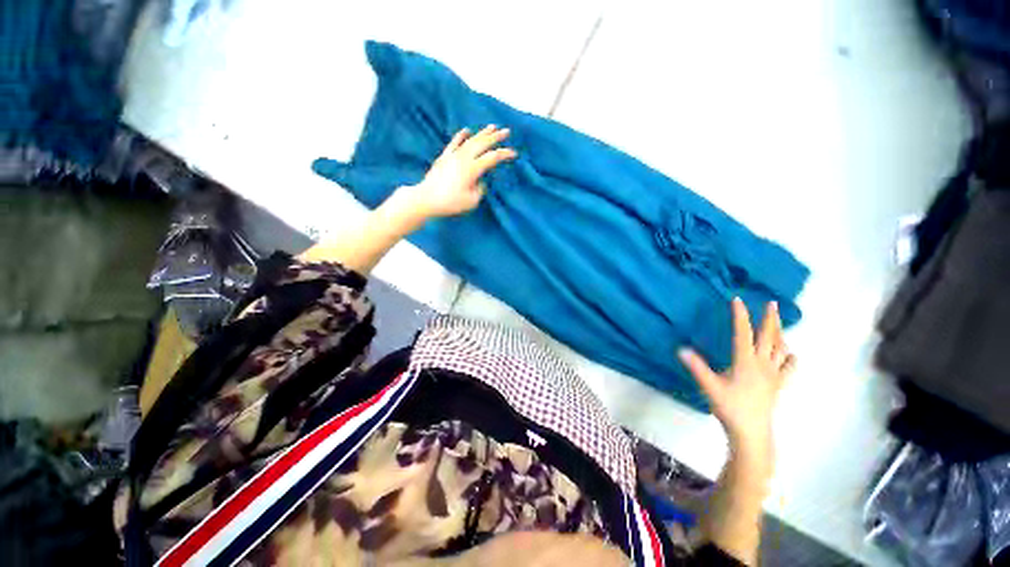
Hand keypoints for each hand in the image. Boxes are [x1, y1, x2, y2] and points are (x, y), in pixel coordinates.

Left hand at [396, 125, 516, 220]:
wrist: (427, 198)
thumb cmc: (450, 202)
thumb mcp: (471, 201)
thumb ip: (480, 189)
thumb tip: (480, 181)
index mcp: (472, 169)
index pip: (492, 158)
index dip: (504, 154)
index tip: (514, 153)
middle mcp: (464, 158)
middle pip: (483, 143)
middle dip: (496, 137)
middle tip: (506, 131)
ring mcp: (453, 155)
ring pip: (471, 140)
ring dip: (482, 133)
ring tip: (492, 126)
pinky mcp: (445, 156)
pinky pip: (454, 142)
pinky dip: (462, 135)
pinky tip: (467, 130)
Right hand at [679, 298, 795, 458]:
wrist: (752, 432)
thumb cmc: (730, 408)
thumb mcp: (709, 386)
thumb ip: (696, 367)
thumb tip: (681, 349)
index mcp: (745, 361)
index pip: (743, 333)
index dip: (740, 315)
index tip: (738, 300)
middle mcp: (762, 364)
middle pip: (769, 337)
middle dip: (770, 318)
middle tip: (772, 303)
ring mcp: (773, 375)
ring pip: (781, 349)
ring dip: (780, 333)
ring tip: (779, 322)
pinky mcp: (778, 385)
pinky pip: (788, 368)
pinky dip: (790, 357)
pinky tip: (789, 354)